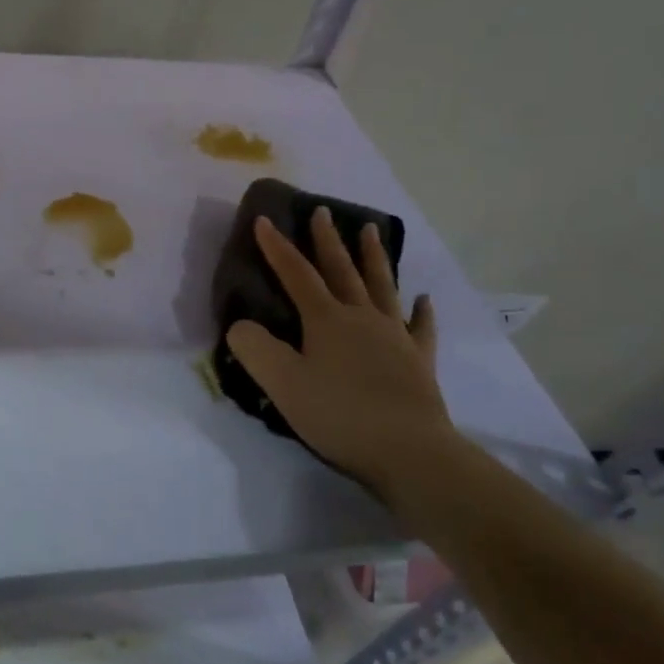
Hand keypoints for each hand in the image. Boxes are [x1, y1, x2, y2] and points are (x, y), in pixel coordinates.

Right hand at [225, 210, 464, 508]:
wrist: (410, 452)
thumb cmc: (340, 416)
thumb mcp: (282, 384)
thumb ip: (254, 349)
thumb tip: (240, 325)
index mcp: (326, 320)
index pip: (296, 274)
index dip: (277, 248)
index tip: (263, 220)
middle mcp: (362, 317)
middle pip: (342, 270)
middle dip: (328, 240)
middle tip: (324, 211)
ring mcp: (395, 336)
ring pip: (382, 286)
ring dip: (374, 257)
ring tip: (372, 230)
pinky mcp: (419, 361)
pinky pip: (421, 327)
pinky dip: (421, 311)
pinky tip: (423, 299)